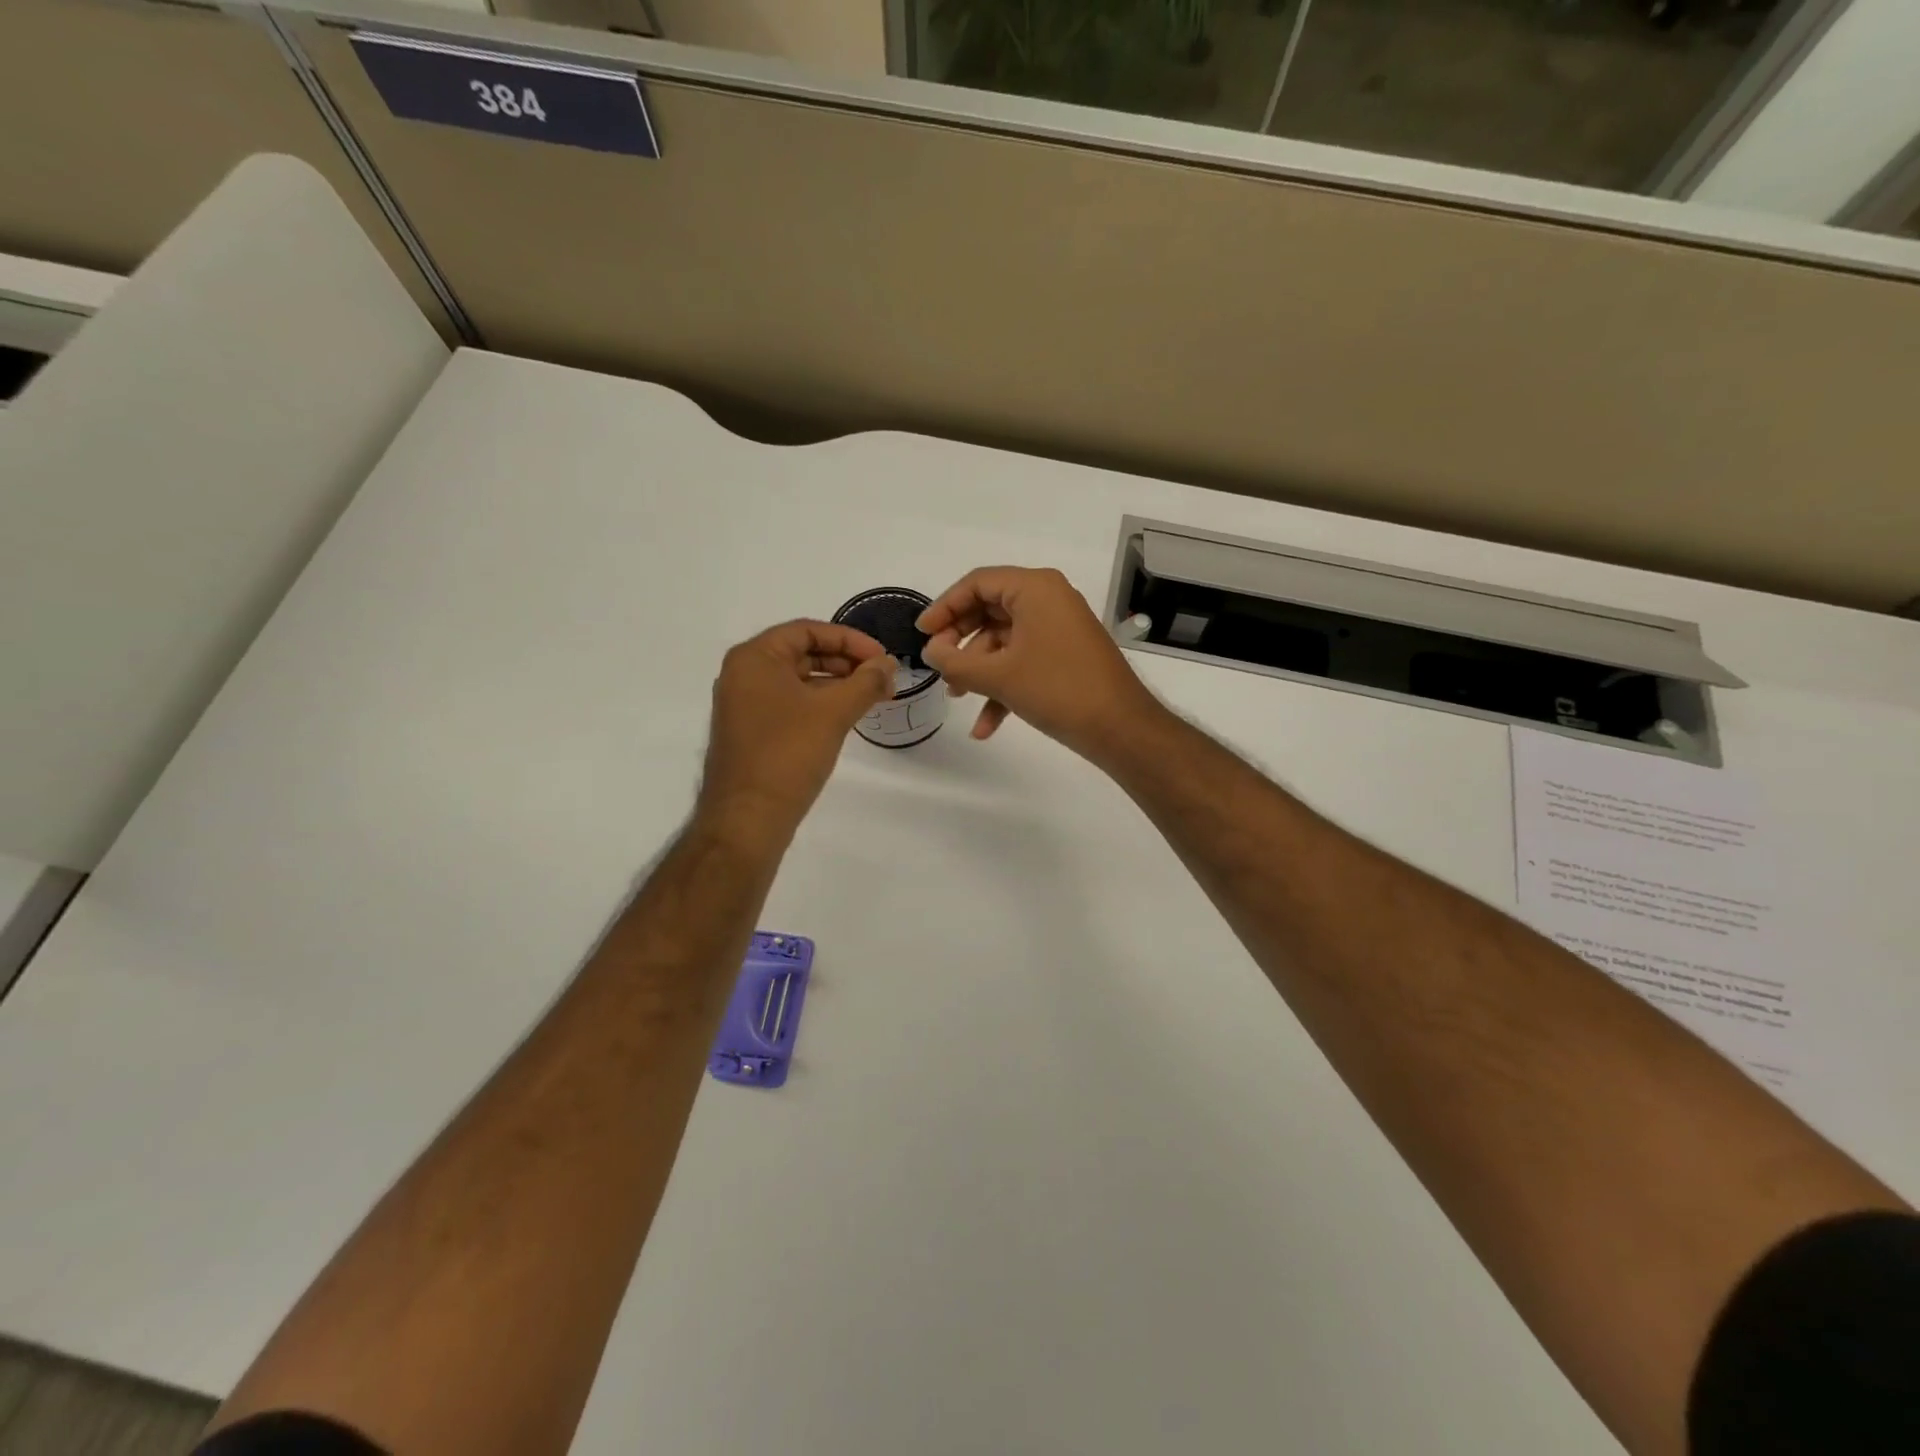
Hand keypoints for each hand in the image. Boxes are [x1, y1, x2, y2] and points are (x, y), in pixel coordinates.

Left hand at [698, 620, 895, 838]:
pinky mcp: (751, 731)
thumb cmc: (788, 754)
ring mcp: (744, 704)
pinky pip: (790, 703)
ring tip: (872, 697)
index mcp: (754, 658)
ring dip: (836, 684)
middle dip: (846, 662)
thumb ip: (866, 681)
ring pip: (798, 680)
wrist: (747, 818)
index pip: (807, 630)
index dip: (850, 640)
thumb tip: (889, 664)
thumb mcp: (834, 712)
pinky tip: (846, 716)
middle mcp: (743, 674)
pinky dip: (819, 704)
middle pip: (802, 653)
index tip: (883, 658)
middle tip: (882, 678)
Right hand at [917, 567, 1158, 763]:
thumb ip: (955, 661)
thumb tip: (931, 652)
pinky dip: (1003, 687)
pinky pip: (1024, 661)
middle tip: (939, 666)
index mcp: (1035, 588)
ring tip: (958, 697)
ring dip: (979, 670)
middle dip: (961, 643)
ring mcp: (1059, 629)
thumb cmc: (1057, 689)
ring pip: (1005, 641)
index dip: (944, 607)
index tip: (922, 635)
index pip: (978, 583)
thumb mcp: (998, 676)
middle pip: (989, 611)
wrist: (1120, 728)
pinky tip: (985, 727)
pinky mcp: (1065, 656)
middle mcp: (1048, 600)